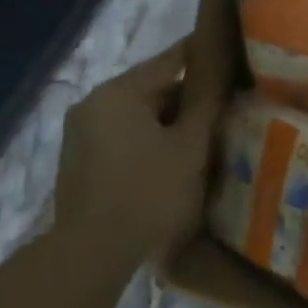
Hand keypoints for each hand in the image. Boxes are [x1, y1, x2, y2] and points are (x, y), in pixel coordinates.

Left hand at [52, 40, 222, 263]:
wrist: (92, 255)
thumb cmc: (148, 192)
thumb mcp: (190, 146)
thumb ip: (207, 102)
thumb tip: (222, 68)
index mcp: (119, 91)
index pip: (170, 59)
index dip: (202, 54)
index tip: (229, 51)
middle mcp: (93, 103)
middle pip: (151, 89)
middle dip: (186, 99)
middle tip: (222, 109)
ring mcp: (80, 134)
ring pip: (136, 116)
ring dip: (166, 124)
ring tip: (201, 138)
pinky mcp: (77, 163)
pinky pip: (121, 138)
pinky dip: (146, 142)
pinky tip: (170, 162)